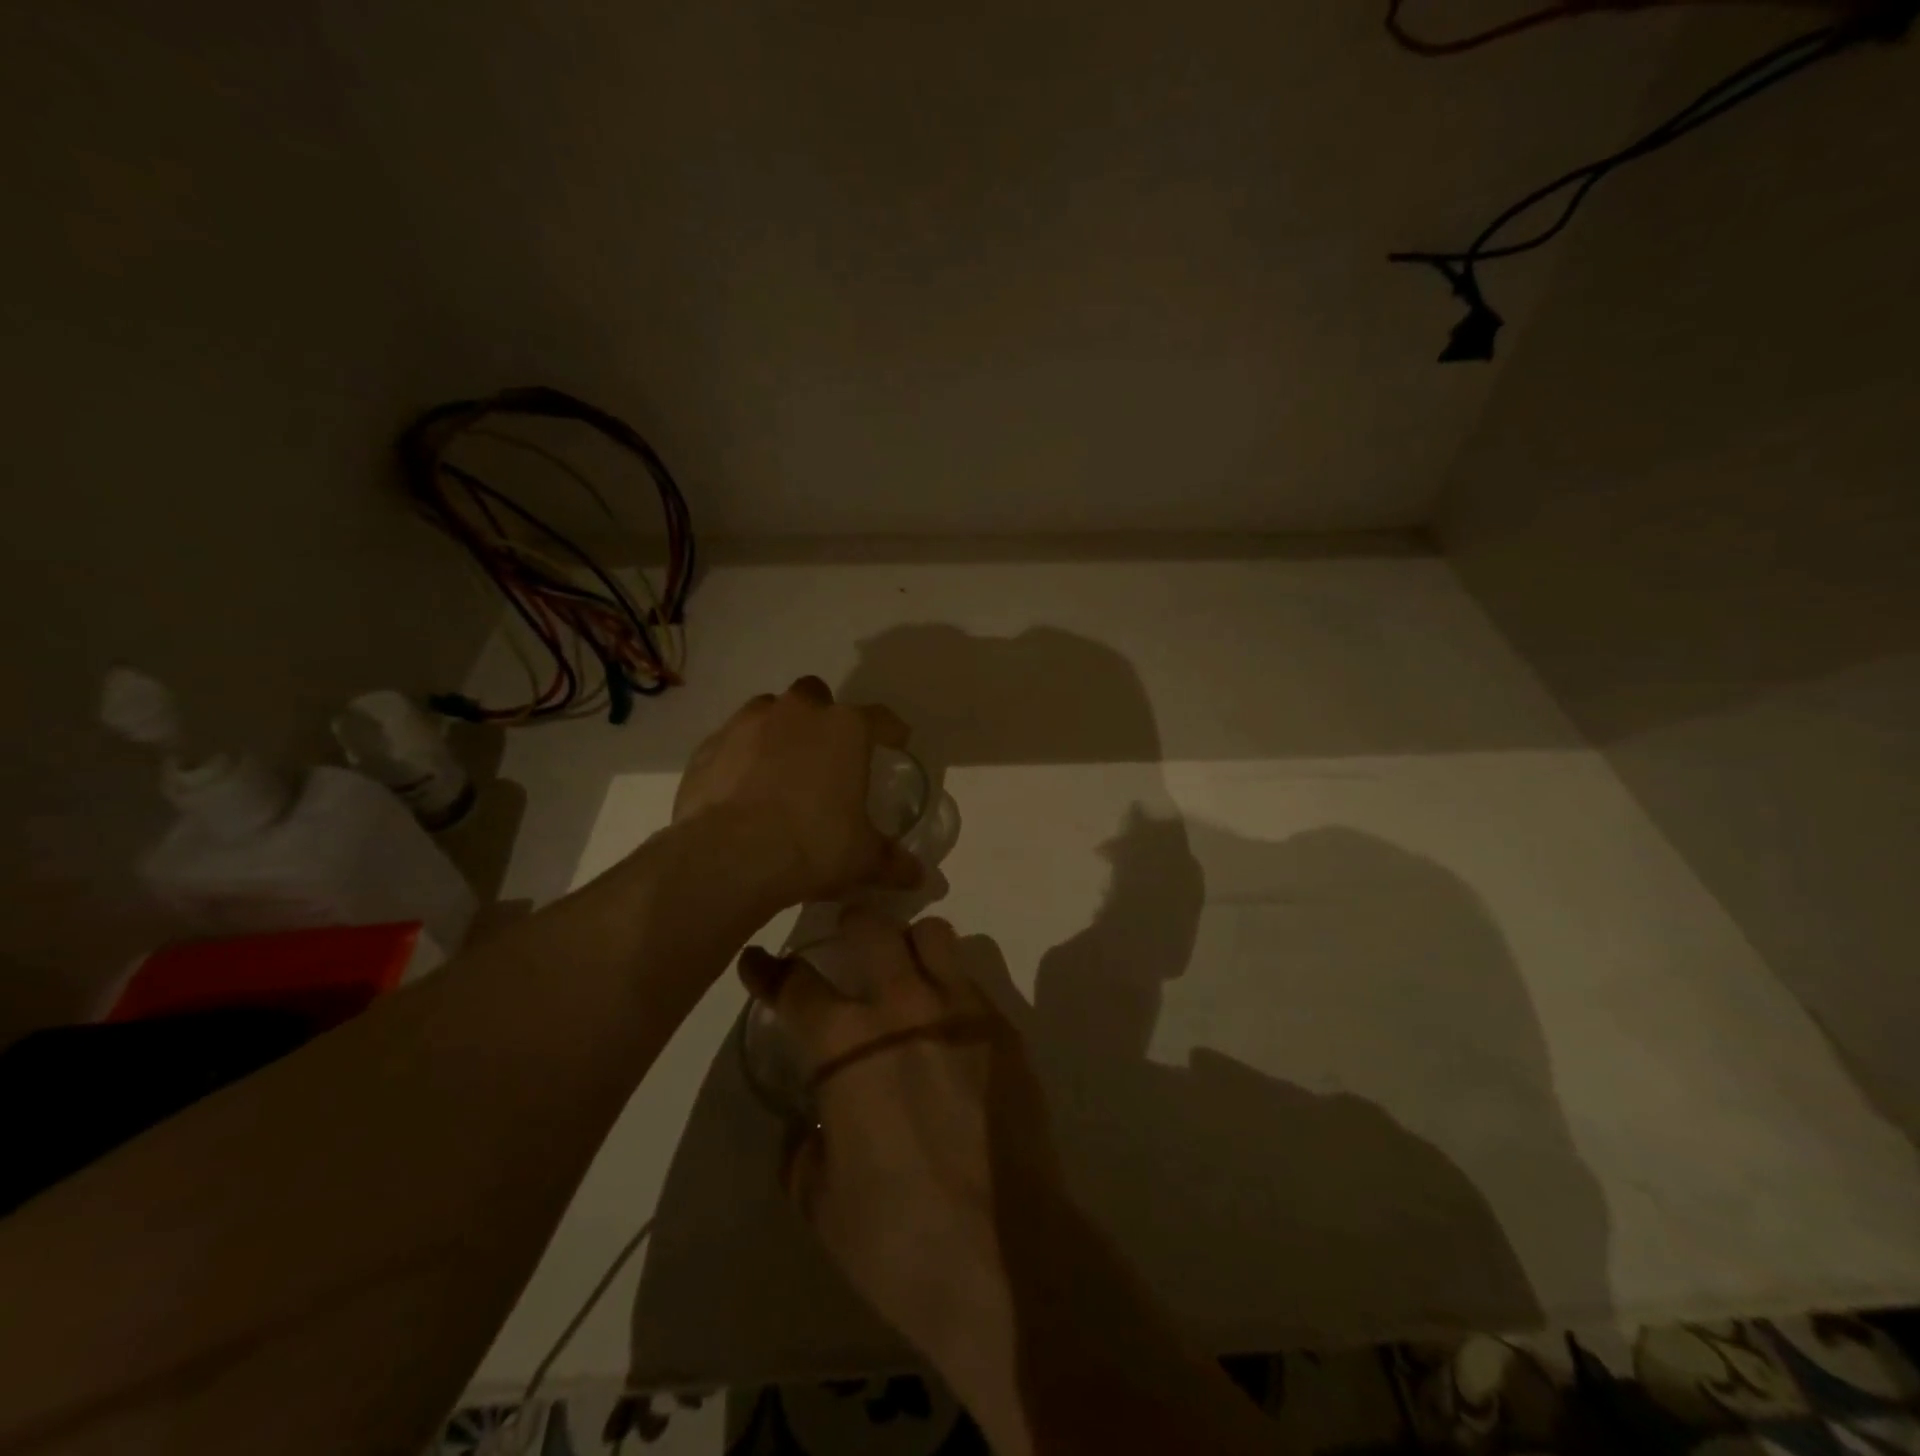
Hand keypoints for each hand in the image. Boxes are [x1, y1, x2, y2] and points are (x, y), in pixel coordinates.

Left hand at [673, 677, 923, 909]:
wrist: (729, 857)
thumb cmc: (813, 846)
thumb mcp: (863, 860)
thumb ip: (893, 862)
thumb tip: (918, 877)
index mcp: (845, 728)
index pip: (880, 718)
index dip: (890, 731)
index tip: (896, 743)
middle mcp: (797, 712)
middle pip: (816, 696)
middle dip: (822, 718)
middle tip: (826, 755)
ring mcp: (747, 724)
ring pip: (769, 711)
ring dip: (778, 732)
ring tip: (781, 770)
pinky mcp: (708, 746)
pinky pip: (731, 742)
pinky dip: (739, 758)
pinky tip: (741, 790)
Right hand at [738, 912, 1061, 1375]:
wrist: (1006, 1252)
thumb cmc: (899, 1235)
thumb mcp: (821, 1202)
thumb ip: (803, 1151)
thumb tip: (807, 1128)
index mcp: (846, 1044)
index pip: (796, 985)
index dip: (769, 970)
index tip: (758, 960)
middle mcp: (902, 1006)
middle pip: (870, 926)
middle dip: (850, 924)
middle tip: (845, 943)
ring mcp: (960, 1009)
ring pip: (932, 933)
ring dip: (909, 944)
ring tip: (904, 972)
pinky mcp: (1003, 1026)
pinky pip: (970, 978)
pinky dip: (949, 984)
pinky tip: (947, 1024)